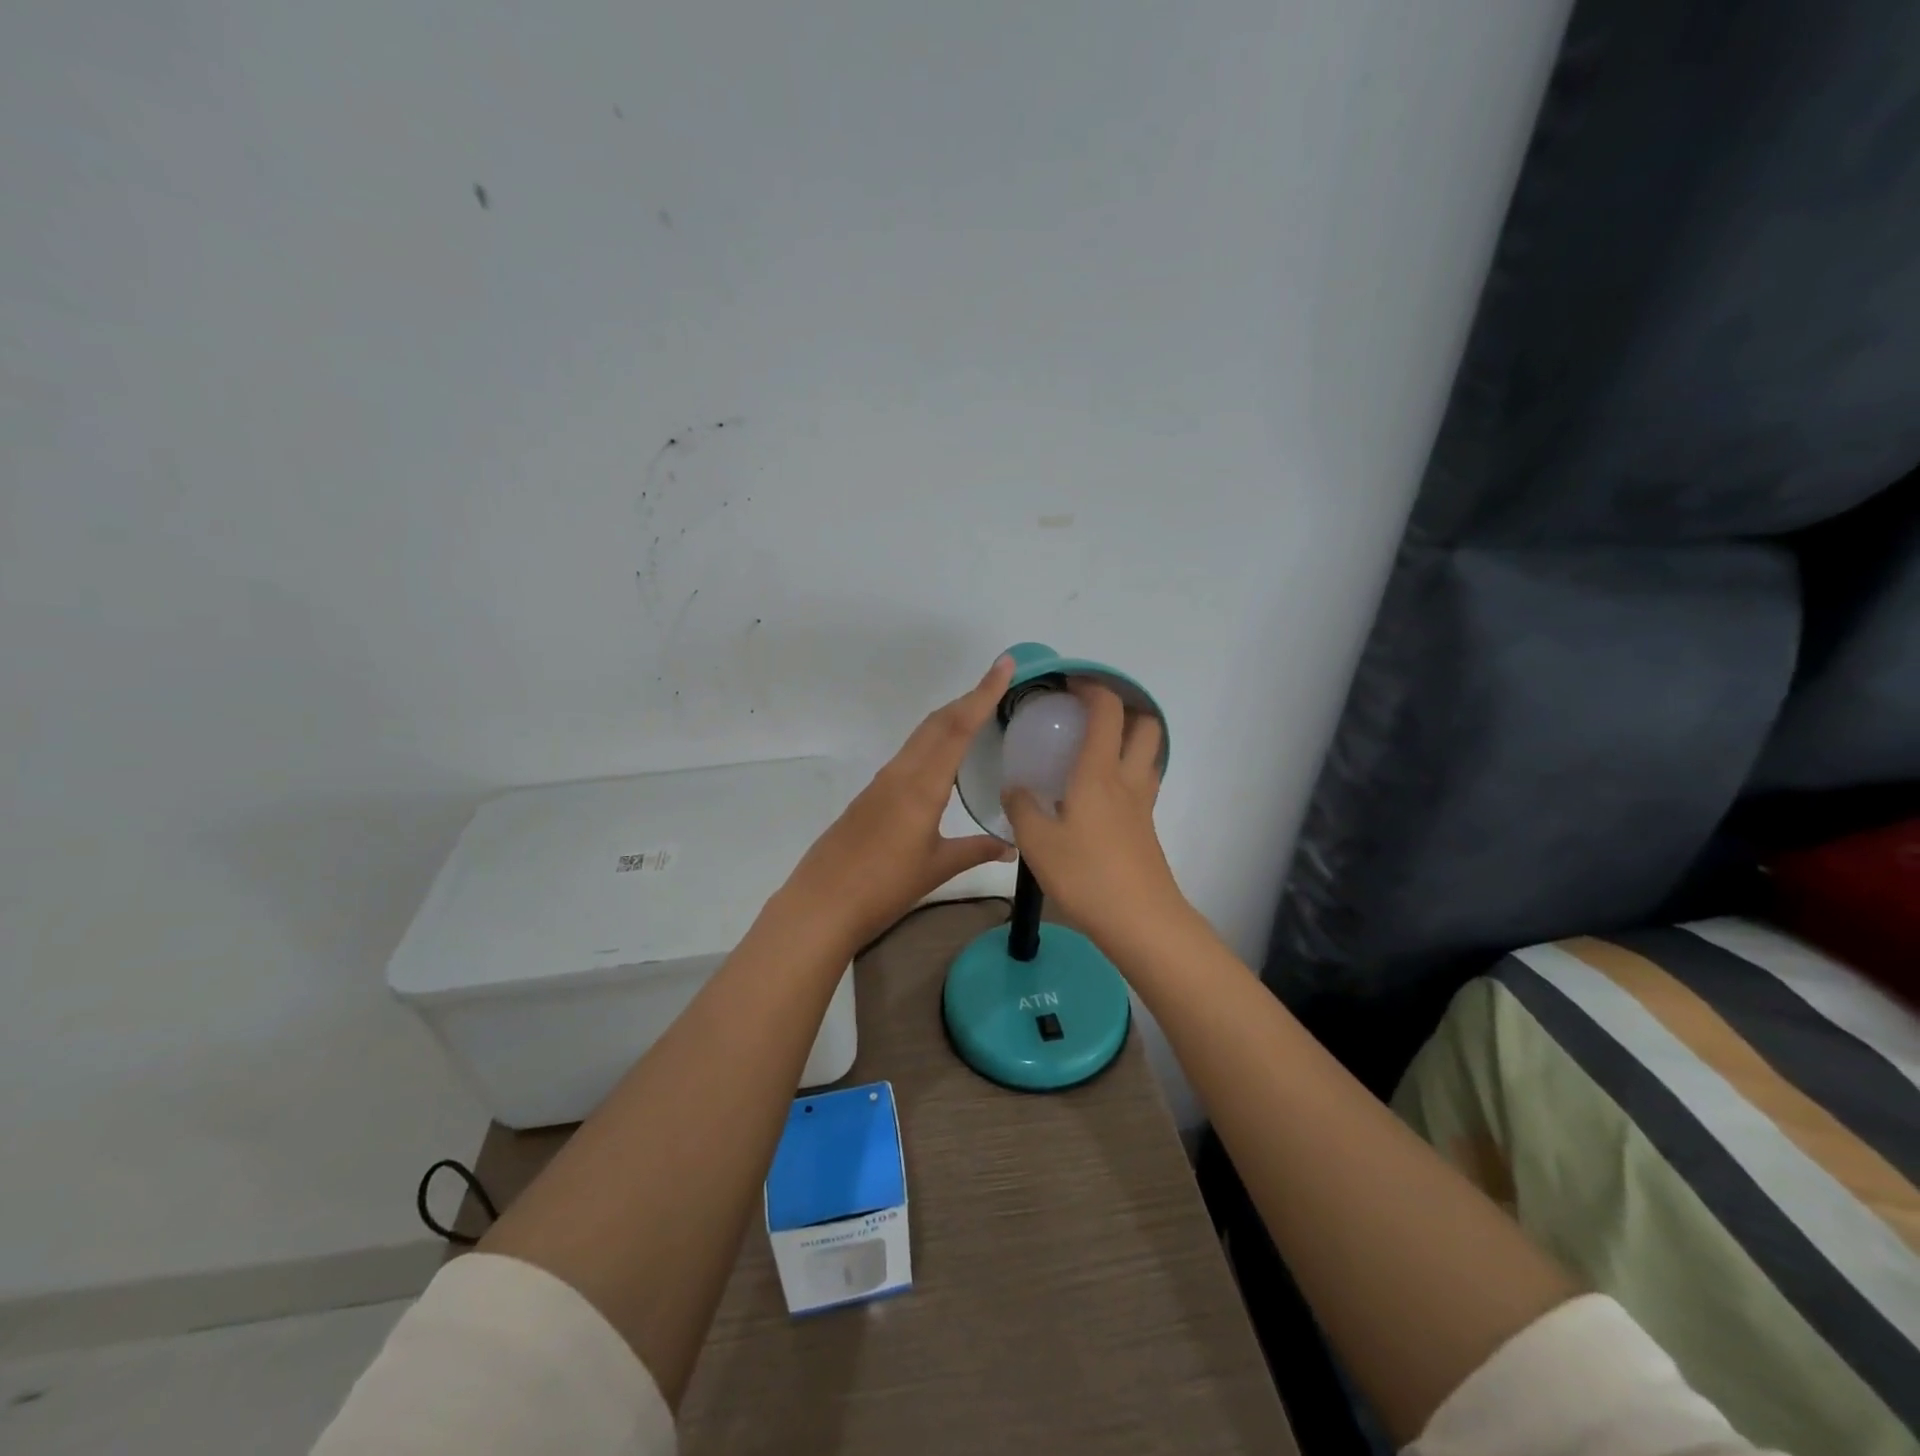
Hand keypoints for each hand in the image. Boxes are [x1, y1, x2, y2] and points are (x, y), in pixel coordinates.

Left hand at [779, 656, 1017, 952]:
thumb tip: (1011, 847)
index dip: (983, 694)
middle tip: (999, 684)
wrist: (822, 903)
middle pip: (937, 722)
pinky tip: (942, 757)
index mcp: (922, 786)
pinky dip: (932, 741)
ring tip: (978, 713)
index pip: (958, 728)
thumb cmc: (884, 887)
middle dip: (969, 698)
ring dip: (950, 718)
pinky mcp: (871, 795)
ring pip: (921, 736)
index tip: (1003, 665)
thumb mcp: (936, 868)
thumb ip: (975, 851)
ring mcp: (882, 782)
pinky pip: (909, 754)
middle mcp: (901, 773)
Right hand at [1001, 680, 1185, 950]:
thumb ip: (1022, 807)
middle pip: (1146, 725)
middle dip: (1124, 709)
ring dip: (1129, 741)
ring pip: (1149, 755)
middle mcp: (1128, 780)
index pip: (1107, 711)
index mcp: (1099, 773)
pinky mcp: (1146, 829)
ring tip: (1093, 751)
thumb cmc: (1086, 875)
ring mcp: (1143, 806)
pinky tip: (1094, 796)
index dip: (1092, 687)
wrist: (1140, 921)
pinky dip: (1125, 774)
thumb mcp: (1037, 842)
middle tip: (1090, 716)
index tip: (1069, 684)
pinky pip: (1142, 785)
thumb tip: (1015, 788)